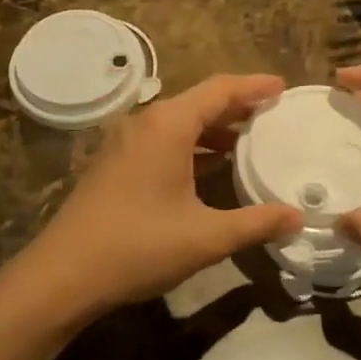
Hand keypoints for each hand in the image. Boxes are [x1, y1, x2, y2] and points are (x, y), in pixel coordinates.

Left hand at [21, 74, 303, 317]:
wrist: (64, 273)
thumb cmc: (138, 246)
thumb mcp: (205, 237)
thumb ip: (255, 223)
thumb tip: (297, 218)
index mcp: (168, 125)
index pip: (220, 90)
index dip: (254, 86)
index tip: (284, 87)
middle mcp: (145, 122)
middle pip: (199, 101)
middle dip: (237, 106)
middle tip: (274, 113)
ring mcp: (125, 141)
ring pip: (179, 122)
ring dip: (214, 128)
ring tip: (250, 140)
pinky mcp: (115, 161)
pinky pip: (163, 139)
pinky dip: (192, 144)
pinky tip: (212, 165)